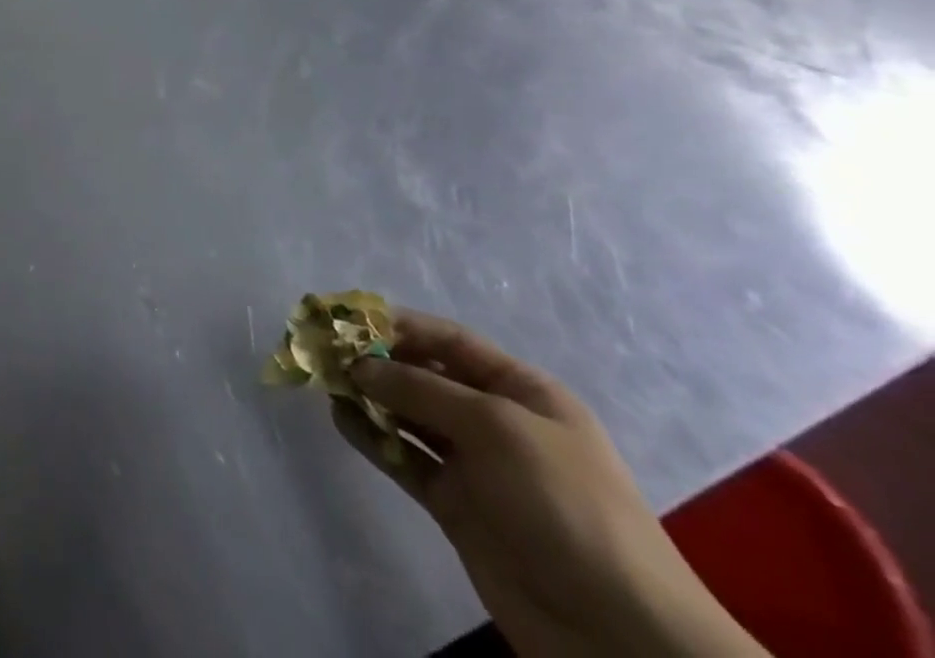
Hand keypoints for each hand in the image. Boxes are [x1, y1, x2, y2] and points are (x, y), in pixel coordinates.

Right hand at [336, 311, 764, 657]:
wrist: (619, 633)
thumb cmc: (566, 503)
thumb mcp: (497, 428)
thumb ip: (421, 390)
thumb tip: (358, 366)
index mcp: (523, 391)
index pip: (451, 341)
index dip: (400, 325)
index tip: (349, 318)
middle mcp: (496, 420)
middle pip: (425, 376)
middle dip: (377, 360)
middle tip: (325, 350)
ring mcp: (475, 466)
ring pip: (409, 416)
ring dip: (369, 397)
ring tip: (325, 381)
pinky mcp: (456, 505)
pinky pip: (405, 458)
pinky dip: (373, 437)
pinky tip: (340, 419)